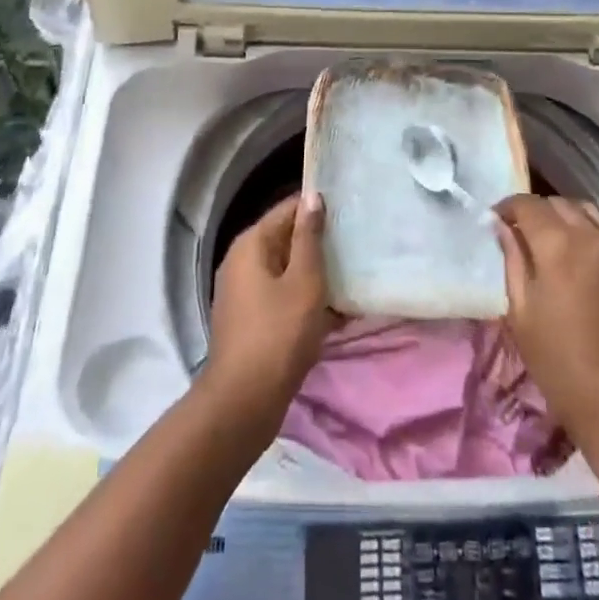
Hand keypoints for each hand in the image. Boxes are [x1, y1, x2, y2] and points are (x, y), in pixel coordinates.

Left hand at [203, 193, 336, 438]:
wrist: (244, 402)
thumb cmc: (279, 333)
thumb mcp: (304, 280)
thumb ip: (309, 237)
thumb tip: (313, 197)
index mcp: (251, 244)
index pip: (288, 209)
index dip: (317, 206)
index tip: (349, 208)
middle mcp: (242, 261)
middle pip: (285, 238)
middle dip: (319, 240)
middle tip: (356, 241)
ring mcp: (244, 292)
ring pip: (286, 269)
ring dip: (315, 272)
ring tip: (352, 272)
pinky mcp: (251, 319)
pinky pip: (282, 295)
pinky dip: (305, 298)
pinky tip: (337, 311)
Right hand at [494, 195, 598, 475]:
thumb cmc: (567, 371)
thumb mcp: (523, 318)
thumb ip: (513, 264)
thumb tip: (504, 230)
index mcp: (560, 245)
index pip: (528, 204)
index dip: (508, 207)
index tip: (495, 221)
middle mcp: (594, 236)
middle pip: (559, 204)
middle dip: (536, 211)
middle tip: (519, 234)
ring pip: (587, 213)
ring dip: (564, 218)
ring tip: (548, 244)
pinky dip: (587, 234)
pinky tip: (577, 262)